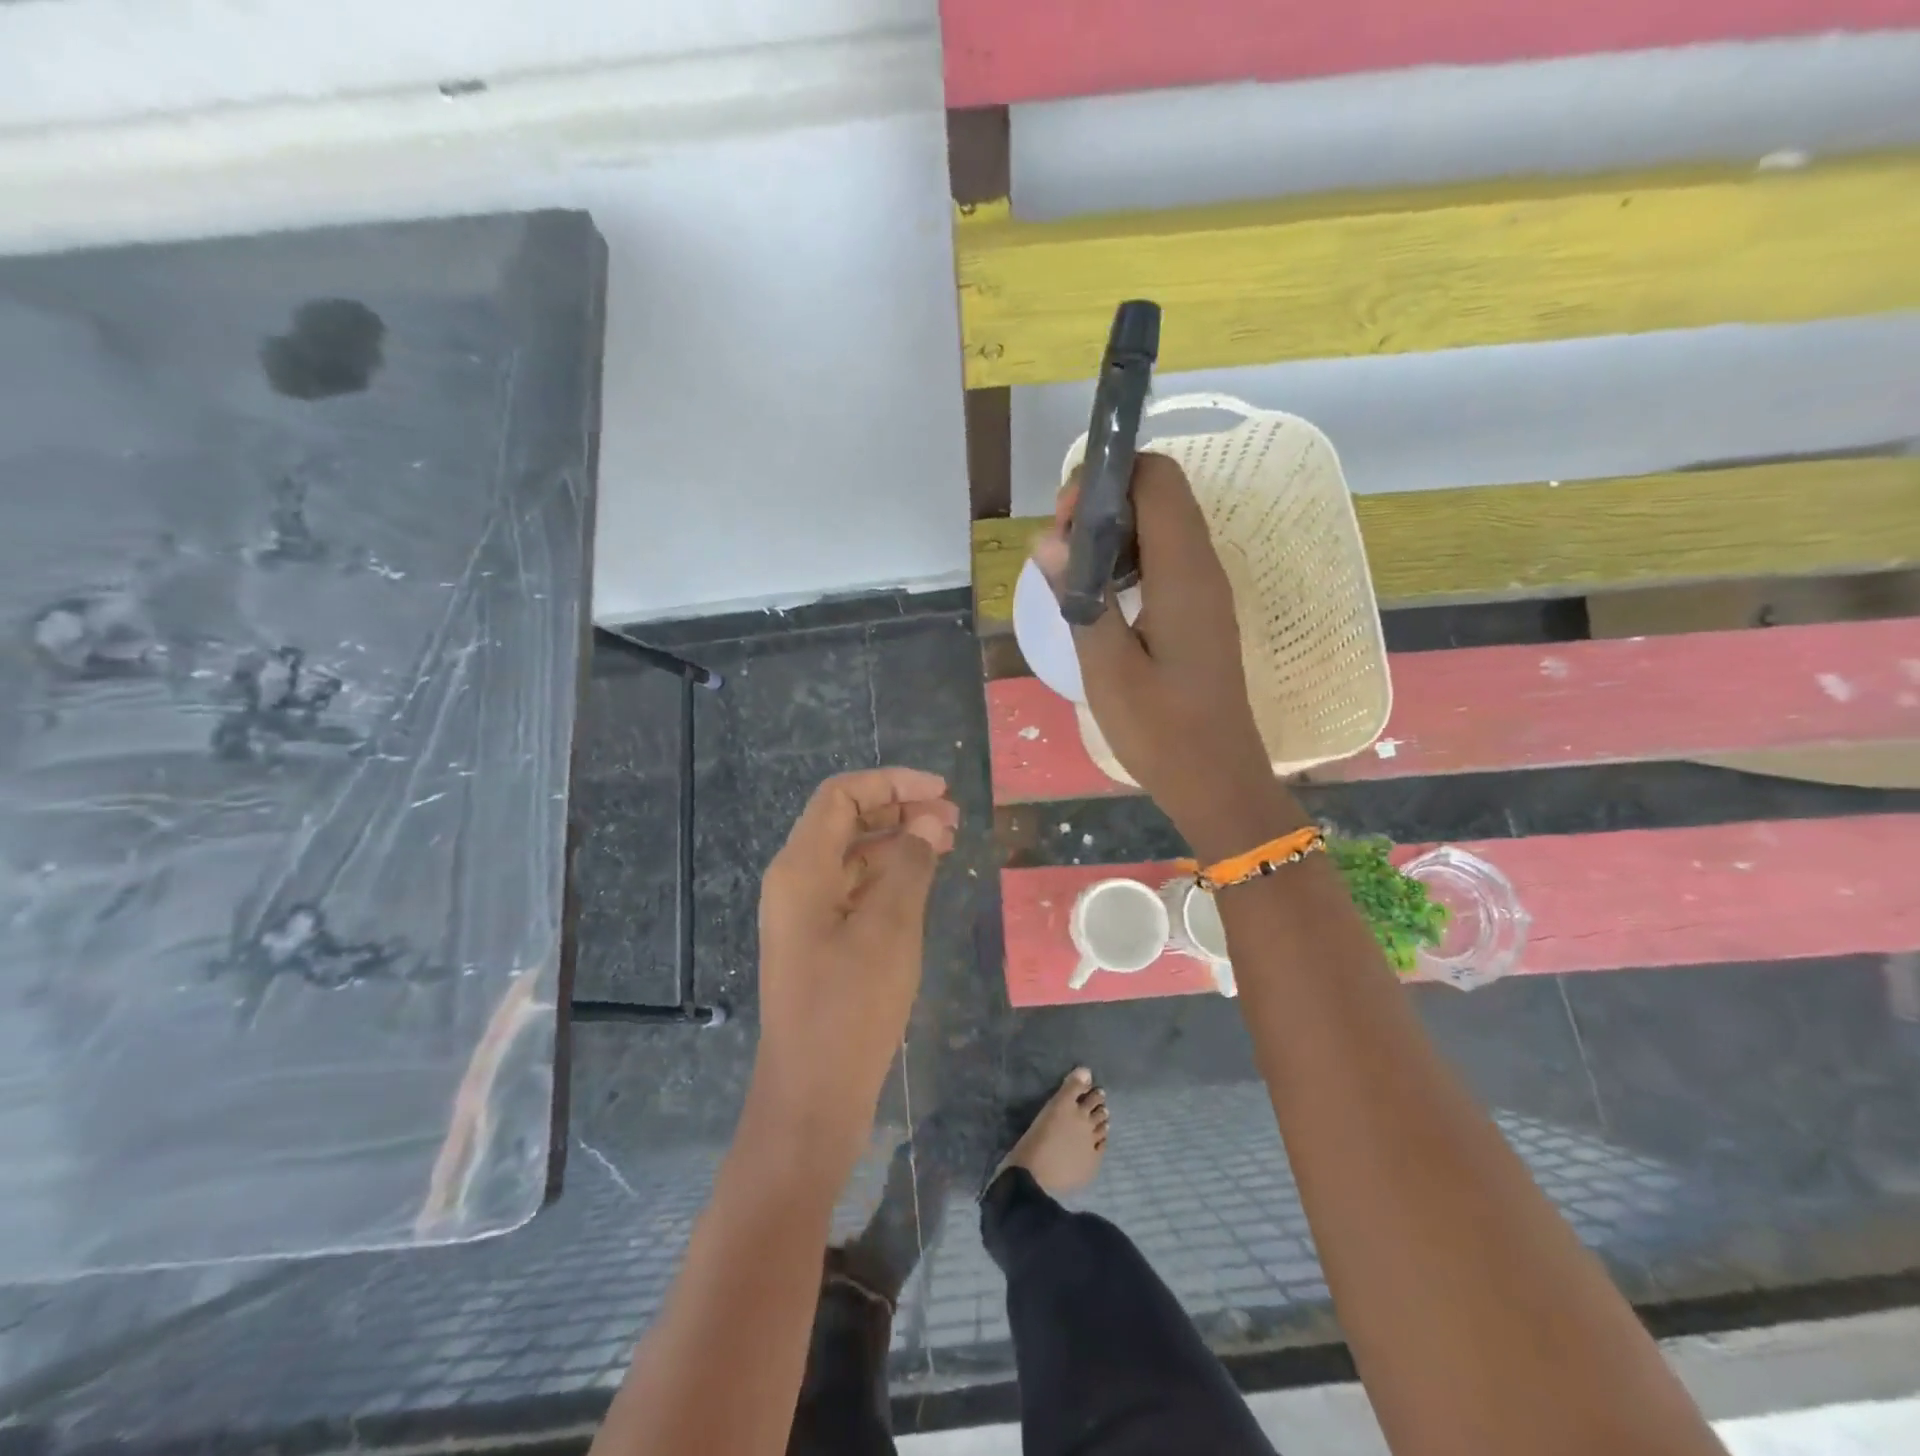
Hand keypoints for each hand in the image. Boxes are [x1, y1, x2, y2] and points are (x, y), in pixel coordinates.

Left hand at [753, 767, 958, 1158]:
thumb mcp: (890, 928)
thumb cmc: (851, 1007)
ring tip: (947, 844)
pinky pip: (853, 888)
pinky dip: (888, 875)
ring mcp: (804, 913)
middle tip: (953, 819)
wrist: (812, 1096)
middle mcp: (795, 881)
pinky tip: (922, 882)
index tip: (942, 791)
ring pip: (852, 854)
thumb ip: (910, 864)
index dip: (891, 782)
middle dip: (899, 809)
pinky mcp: (818, 940)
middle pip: (845, 820)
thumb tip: (929, 821)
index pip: (841, 795)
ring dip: (897, 841)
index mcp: (801, 868)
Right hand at [1033, 454, 1300, 859]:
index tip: (1065, 523)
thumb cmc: (1161, 732)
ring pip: (1159, 525)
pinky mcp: (1200, 611)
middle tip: (1060, 553)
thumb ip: (1080, 599)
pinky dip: (1127, 559)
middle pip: (1157, 493)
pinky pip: (1164, 558)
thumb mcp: (1107, 669)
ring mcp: (1205, 589)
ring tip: (1072, 574)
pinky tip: (1099, 598)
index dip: (1106, 479)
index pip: (1155, 478)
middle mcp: (1202, 567)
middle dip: (1102, 503)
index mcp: (1184, 573)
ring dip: (1112, 533)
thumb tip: (1048, 540)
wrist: (1217, 781)